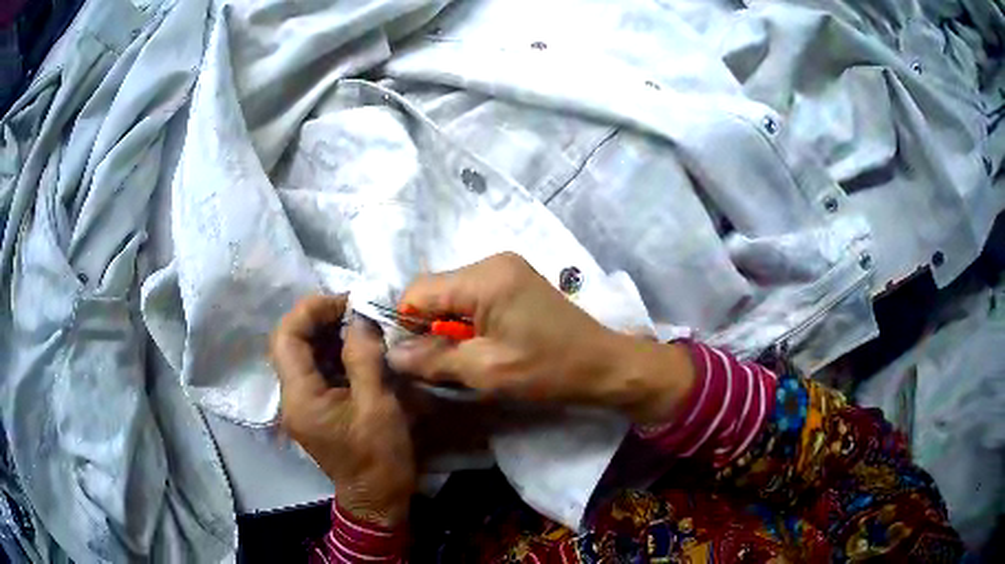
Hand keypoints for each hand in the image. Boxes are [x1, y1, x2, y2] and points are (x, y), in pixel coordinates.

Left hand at [271, 295, 414, 526]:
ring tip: (359, 326)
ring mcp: (301, 404)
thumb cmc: (379, 457)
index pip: (287, 337)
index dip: (311, 310)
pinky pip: (315, 370)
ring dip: (326, 334)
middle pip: (290, 343)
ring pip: (301, 354)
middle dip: (319, 319)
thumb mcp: (378, 405)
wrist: (377, 498)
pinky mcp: (314, 408)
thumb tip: (360, 318)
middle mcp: (291, 397)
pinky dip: (332, 353)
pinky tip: (356, 349)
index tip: (346, 302)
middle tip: (355, 311)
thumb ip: (364, 357)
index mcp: (300, 397)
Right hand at [387, 253, 694, 423]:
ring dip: (450, 327)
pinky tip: (485, 345)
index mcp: (485, 277)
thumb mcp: (486, 371)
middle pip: (436, 290)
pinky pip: (474, 298)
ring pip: (453, 295)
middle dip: (430, 327)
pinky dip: (468, 322)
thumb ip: (434, 360)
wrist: (604, 365)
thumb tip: (392, 356)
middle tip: (445, 362)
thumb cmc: (548, 369)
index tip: (416, 357)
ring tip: (468, 357)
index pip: (419, 290)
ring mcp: (507, 269)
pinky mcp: (516, 282)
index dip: (407, 324)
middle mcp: (493, 262)